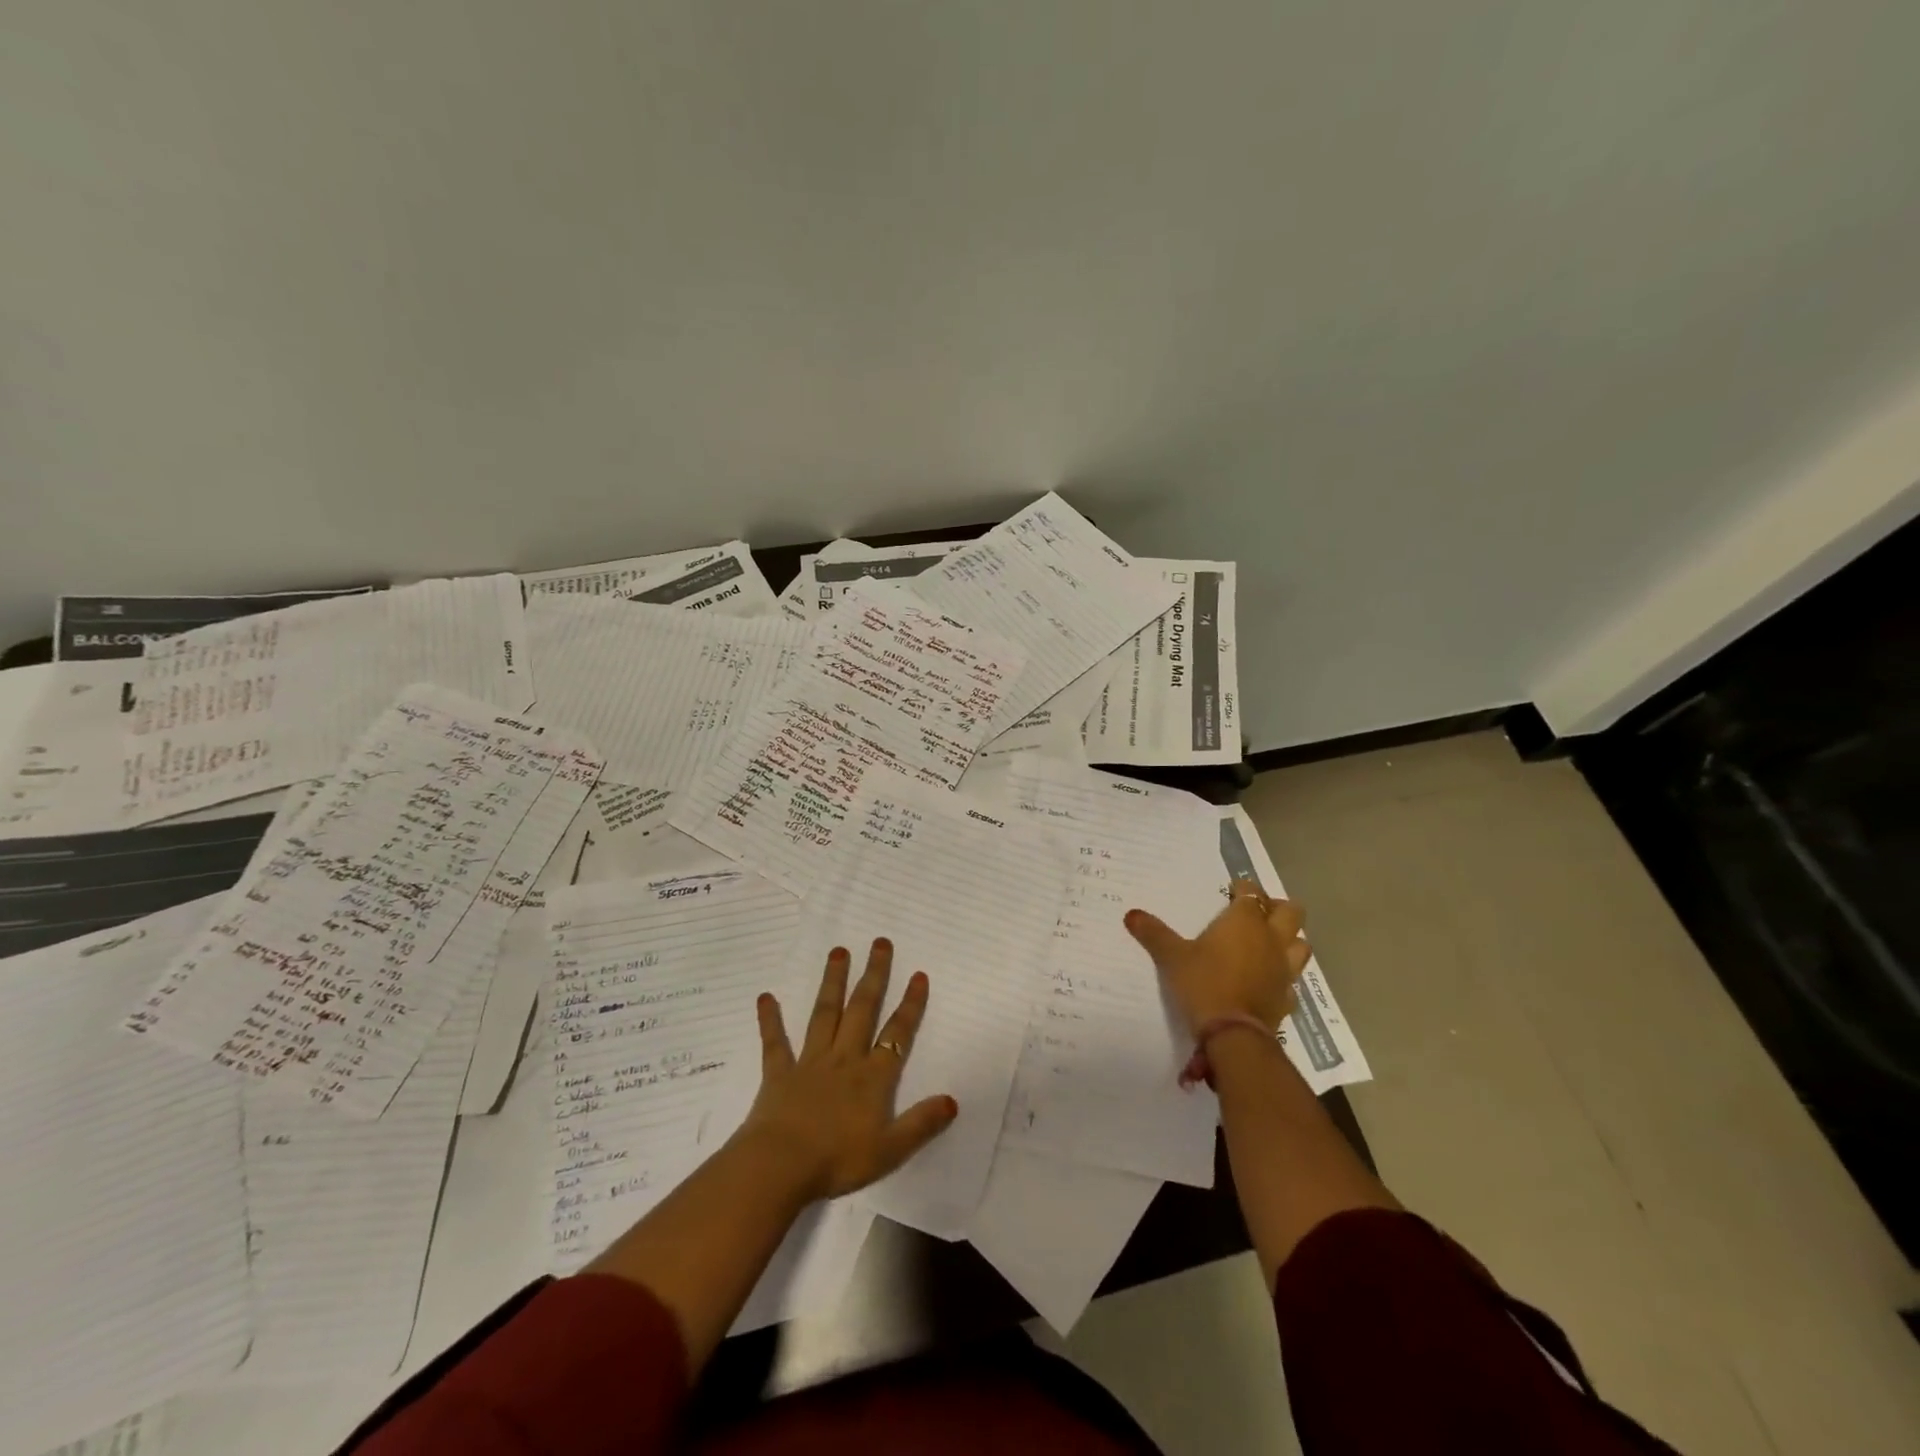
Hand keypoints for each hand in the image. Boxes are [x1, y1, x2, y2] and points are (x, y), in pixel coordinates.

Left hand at [736, 938, 958, 1203]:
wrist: (780, 1167)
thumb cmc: (837, 1160)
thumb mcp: (889, 1150)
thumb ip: (921, 1124)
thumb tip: (952, 1101)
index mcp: (871, 1078)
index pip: (897, 1035)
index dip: (910, 1005)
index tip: (918, 974)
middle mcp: (843, 1059)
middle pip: (862, 1010)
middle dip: (874, 975)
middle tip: (880, 942)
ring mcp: (809, 1062)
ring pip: (825, 1014)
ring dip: (833, 982)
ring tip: (838, 951)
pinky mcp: (779, 1074)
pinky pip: (774, 1042)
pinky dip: (770, 1019)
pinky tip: (765, 997)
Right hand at [1126, 879, 1310, 1034]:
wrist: (1233, 1035)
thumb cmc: (1203, 984)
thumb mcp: (1172, 957)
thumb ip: (1154, 934)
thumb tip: (1131, 914)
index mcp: (1245, 921)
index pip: (1252, 892)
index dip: (1243, 888)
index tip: (1231, 891)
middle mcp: (1271, 939)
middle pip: (1291, 911)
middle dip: (1277, 907)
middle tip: (1256, 913)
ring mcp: (1284, 968)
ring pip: (1301, 944)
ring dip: (1289, 939)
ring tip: (1269, 943)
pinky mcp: (1288, 996)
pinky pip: (1293, 980)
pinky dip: (1283, 976)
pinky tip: (1269, 981)